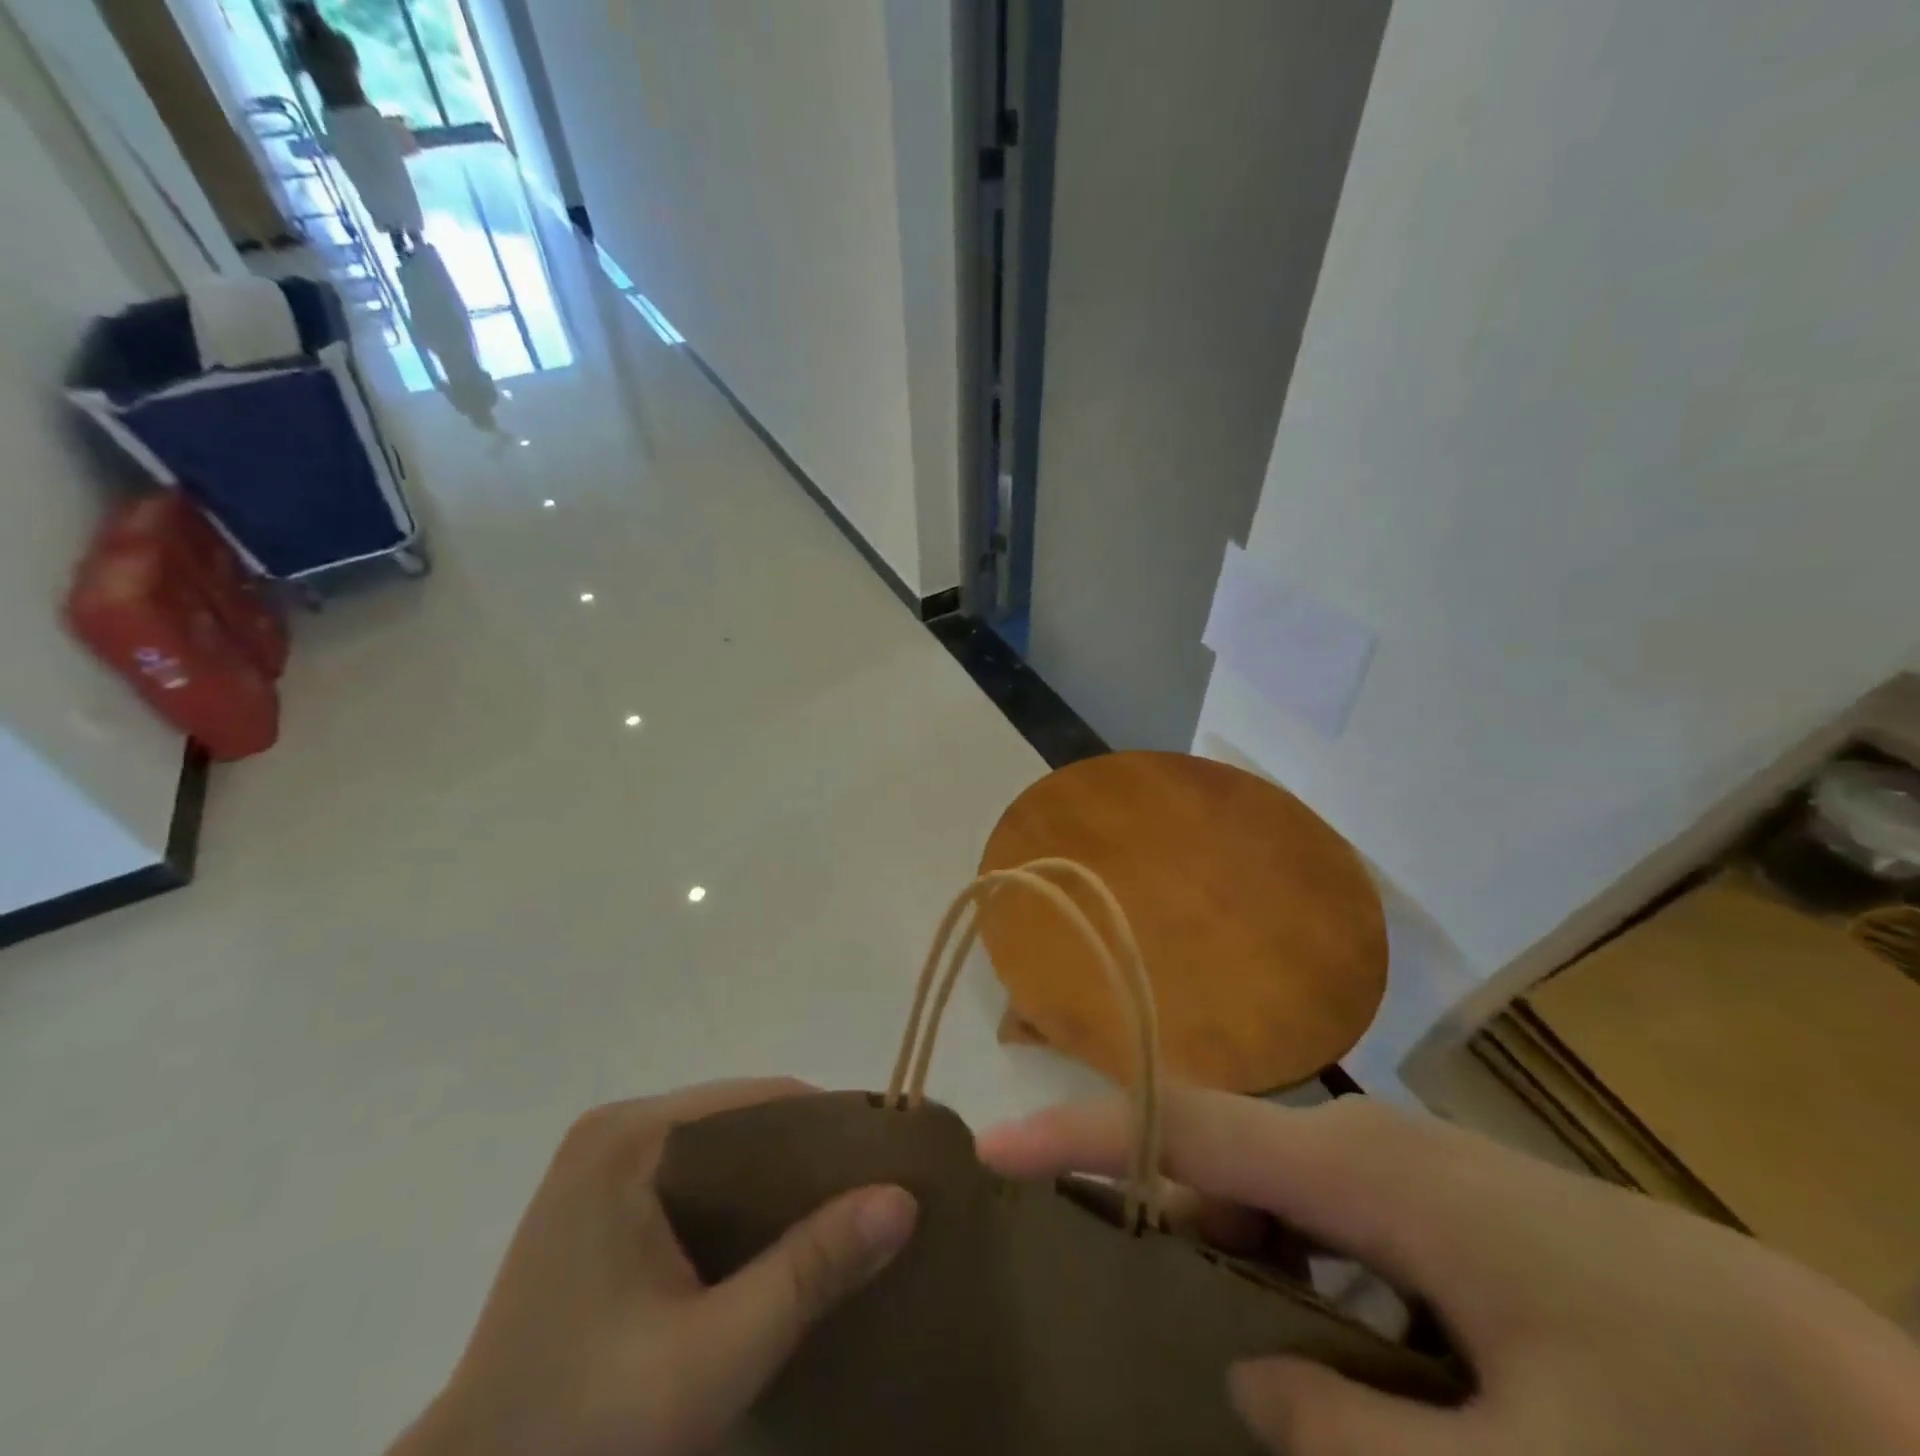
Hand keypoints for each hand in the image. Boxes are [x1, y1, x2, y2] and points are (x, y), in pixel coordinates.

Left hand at [391, 1080, 916, 1455]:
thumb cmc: (584, 1431)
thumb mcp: (713, 1356)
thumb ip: (809, 1270)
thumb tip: (903, 1199)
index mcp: (631, 1138)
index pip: (762, 1101)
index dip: (833, 1128)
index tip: (888, 1166)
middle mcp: (615, 1130)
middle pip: (742, 1120)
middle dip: (807, 1160)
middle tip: (869, 1202)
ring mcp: (600, 1163)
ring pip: (721, 1149)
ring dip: (775, 1184)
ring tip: (834, 1225)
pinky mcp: (596, 1200)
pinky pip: (692, 1177)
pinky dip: (737, 1204)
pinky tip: (768, 1248)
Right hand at [979, 1089, 1919, 1455]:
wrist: (1903, 1423)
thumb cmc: (1711, 1433)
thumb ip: (1353, 1439)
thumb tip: (1240, 1381)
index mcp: (1362, 1171)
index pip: (1182, 1125)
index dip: (1081, 1134)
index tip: (992, 1151)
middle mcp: (1368, 1151)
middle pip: (1215, 1158)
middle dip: (1141, 1206)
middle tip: (1076, 1277)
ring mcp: (1410, 1180)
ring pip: (1270, 1202)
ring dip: (1216, 1255)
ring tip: (1180, 1334)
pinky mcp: (1444, 1218)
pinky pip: (1327, 1235)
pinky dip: (1286, 1281)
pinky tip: (1306, 1363)